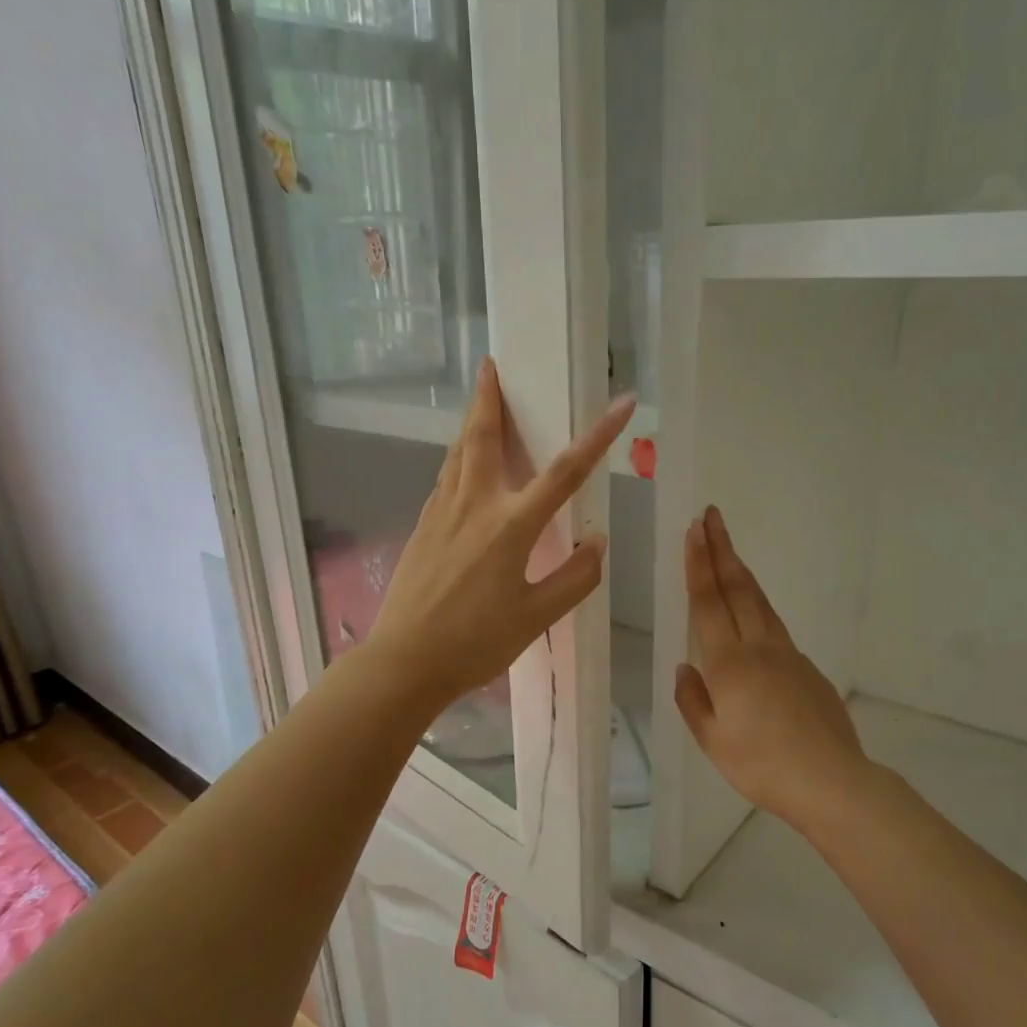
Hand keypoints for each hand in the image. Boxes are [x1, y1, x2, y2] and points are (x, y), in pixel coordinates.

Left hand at [370, 359, 635, 708]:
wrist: (403, 662)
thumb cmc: (474, 643)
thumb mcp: (536, 618)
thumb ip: (574, 578)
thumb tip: (598, 541)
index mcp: (510, 526)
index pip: (564, 472)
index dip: (599, 435)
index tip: (623, 403)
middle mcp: (474, 506)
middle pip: (483, 438)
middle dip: (489, 398)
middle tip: (490, 365)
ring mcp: (441, 514)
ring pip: (457, 454)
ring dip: (471, 423)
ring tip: (478, 403)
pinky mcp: (421, 528)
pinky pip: (444, 479)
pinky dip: (457, 459)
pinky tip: (461, 467)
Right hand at [674, 506, 869, 827]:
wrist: (831, 781)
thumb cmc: (762, 765)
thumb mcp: (712, 741)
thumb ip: (693, 700)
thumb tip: (685, 667)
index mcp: (729, 664)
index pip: (709, 602)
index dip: (700, 564)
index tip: (695, 529)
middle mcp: (759, 648)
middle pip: (738, 588)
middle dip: (722, 550)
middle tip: (712, 516)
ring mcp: (788, 655)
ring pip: (760, 603)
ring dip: (741, 572)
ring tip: (729, 550)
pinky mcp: (808, 669)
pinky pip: (775, 628)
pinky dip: (759, 607)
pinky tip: (753, 615)